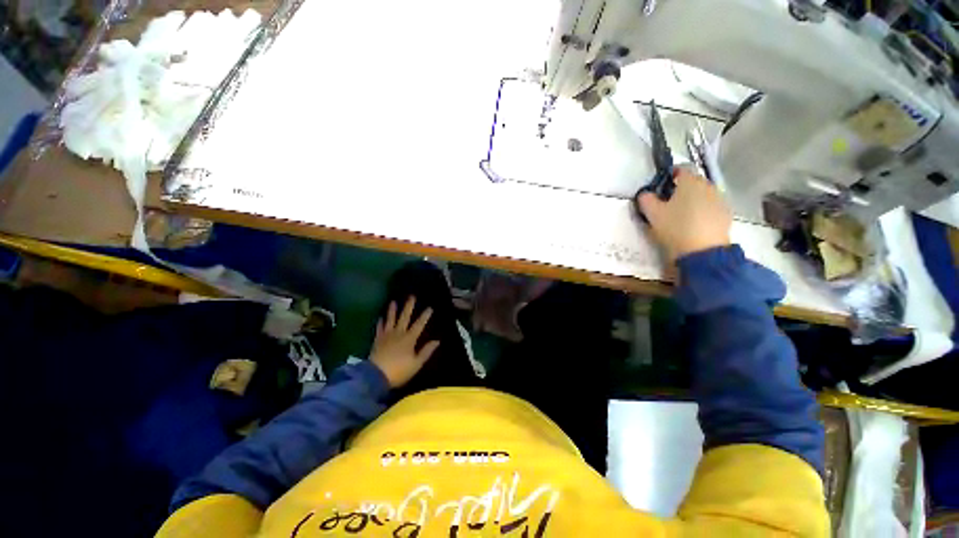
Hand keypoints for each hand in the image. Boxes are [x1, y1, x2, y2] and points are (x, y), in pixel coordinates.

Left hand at [370, 297, 439, 388]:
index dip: (425, 316)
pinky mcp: (377, 340)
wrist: (375, 376)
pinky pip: (379, 329)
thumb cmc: (399, 371)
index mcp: (409, 339)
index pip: (419, 325)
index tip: (429, 307)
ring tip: (393, 301)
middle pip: (404, 318)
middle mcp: (398, 334)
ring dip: (392, 310)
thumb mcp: (416, 363)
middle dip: (409, 306)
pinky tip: (380, 317)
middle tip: (412, 296)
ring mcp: (386, 336)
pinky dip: (380, 323)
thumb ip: (426, 351)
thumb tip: (437, 341)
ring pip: (390, 320)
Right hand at [637, 169, 731, 261]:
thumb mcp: (652, 214)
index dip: (670, 175)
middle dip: (681, 188)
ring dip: (692, 199)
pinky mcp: (725, 214)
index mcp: (690, 182)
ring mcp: (719, 199)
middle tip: (668, 203)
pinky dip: (702, 210)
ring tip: (681, 215)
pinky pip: (711, 206)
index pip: (681, 169)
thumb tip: (645, 193)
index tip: (661, 187)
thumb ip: (646, 199)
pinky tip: (694, 224)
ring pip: (703, 194)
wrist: (703, 251)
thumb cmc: (675, 227)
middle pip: (693, 181)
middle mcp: (707, 186)